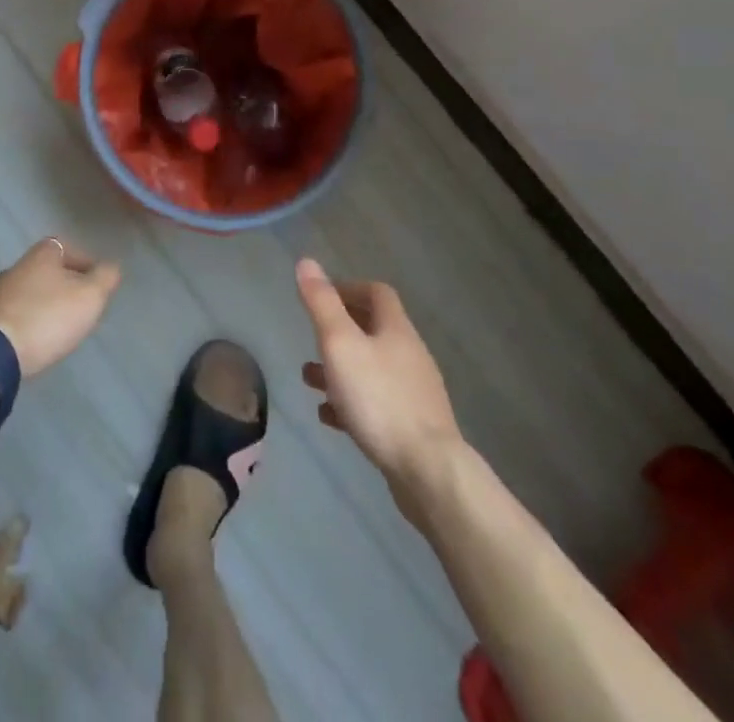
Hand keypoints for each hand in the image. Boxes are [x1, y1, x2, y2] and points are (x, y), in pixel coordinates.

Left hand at [0, 238, 121, 377]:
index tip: (95, 283)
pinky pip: (12, 314)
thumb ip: (104, 278)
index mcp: (41, 254)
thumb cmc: (47, 317)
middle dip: (62, 285)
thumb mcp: (89, 297)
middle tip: (78, 306)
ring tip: (57, 327)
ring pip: (27, 292)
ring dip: (42, 304)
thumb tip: (111, 266)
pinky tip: (33, 339)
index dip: (83, 262)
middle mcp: (15, 266)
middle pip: (45, 270)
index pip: (65, 247)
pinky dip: (25, 322)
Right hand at [296, 258, 463, 485]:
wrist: (427, 470)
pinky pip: (376, 404)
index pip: (377, 293)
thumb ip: (321, 304)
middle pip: (374, 330)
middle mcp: (409, 355)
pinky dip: (351, 402)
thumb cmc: (379, 398)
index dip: (349, 289)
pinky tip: (330, 417)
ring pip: (371, 369)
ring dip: (340, 369)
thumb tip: (306, 262)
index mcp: (396, 329)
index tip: (322, 297)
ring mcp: (414, 393)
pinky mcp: (412, 427)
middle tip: (312, 338)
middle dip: (340, 332)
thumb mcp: (340, 344)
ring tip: (309, 380)